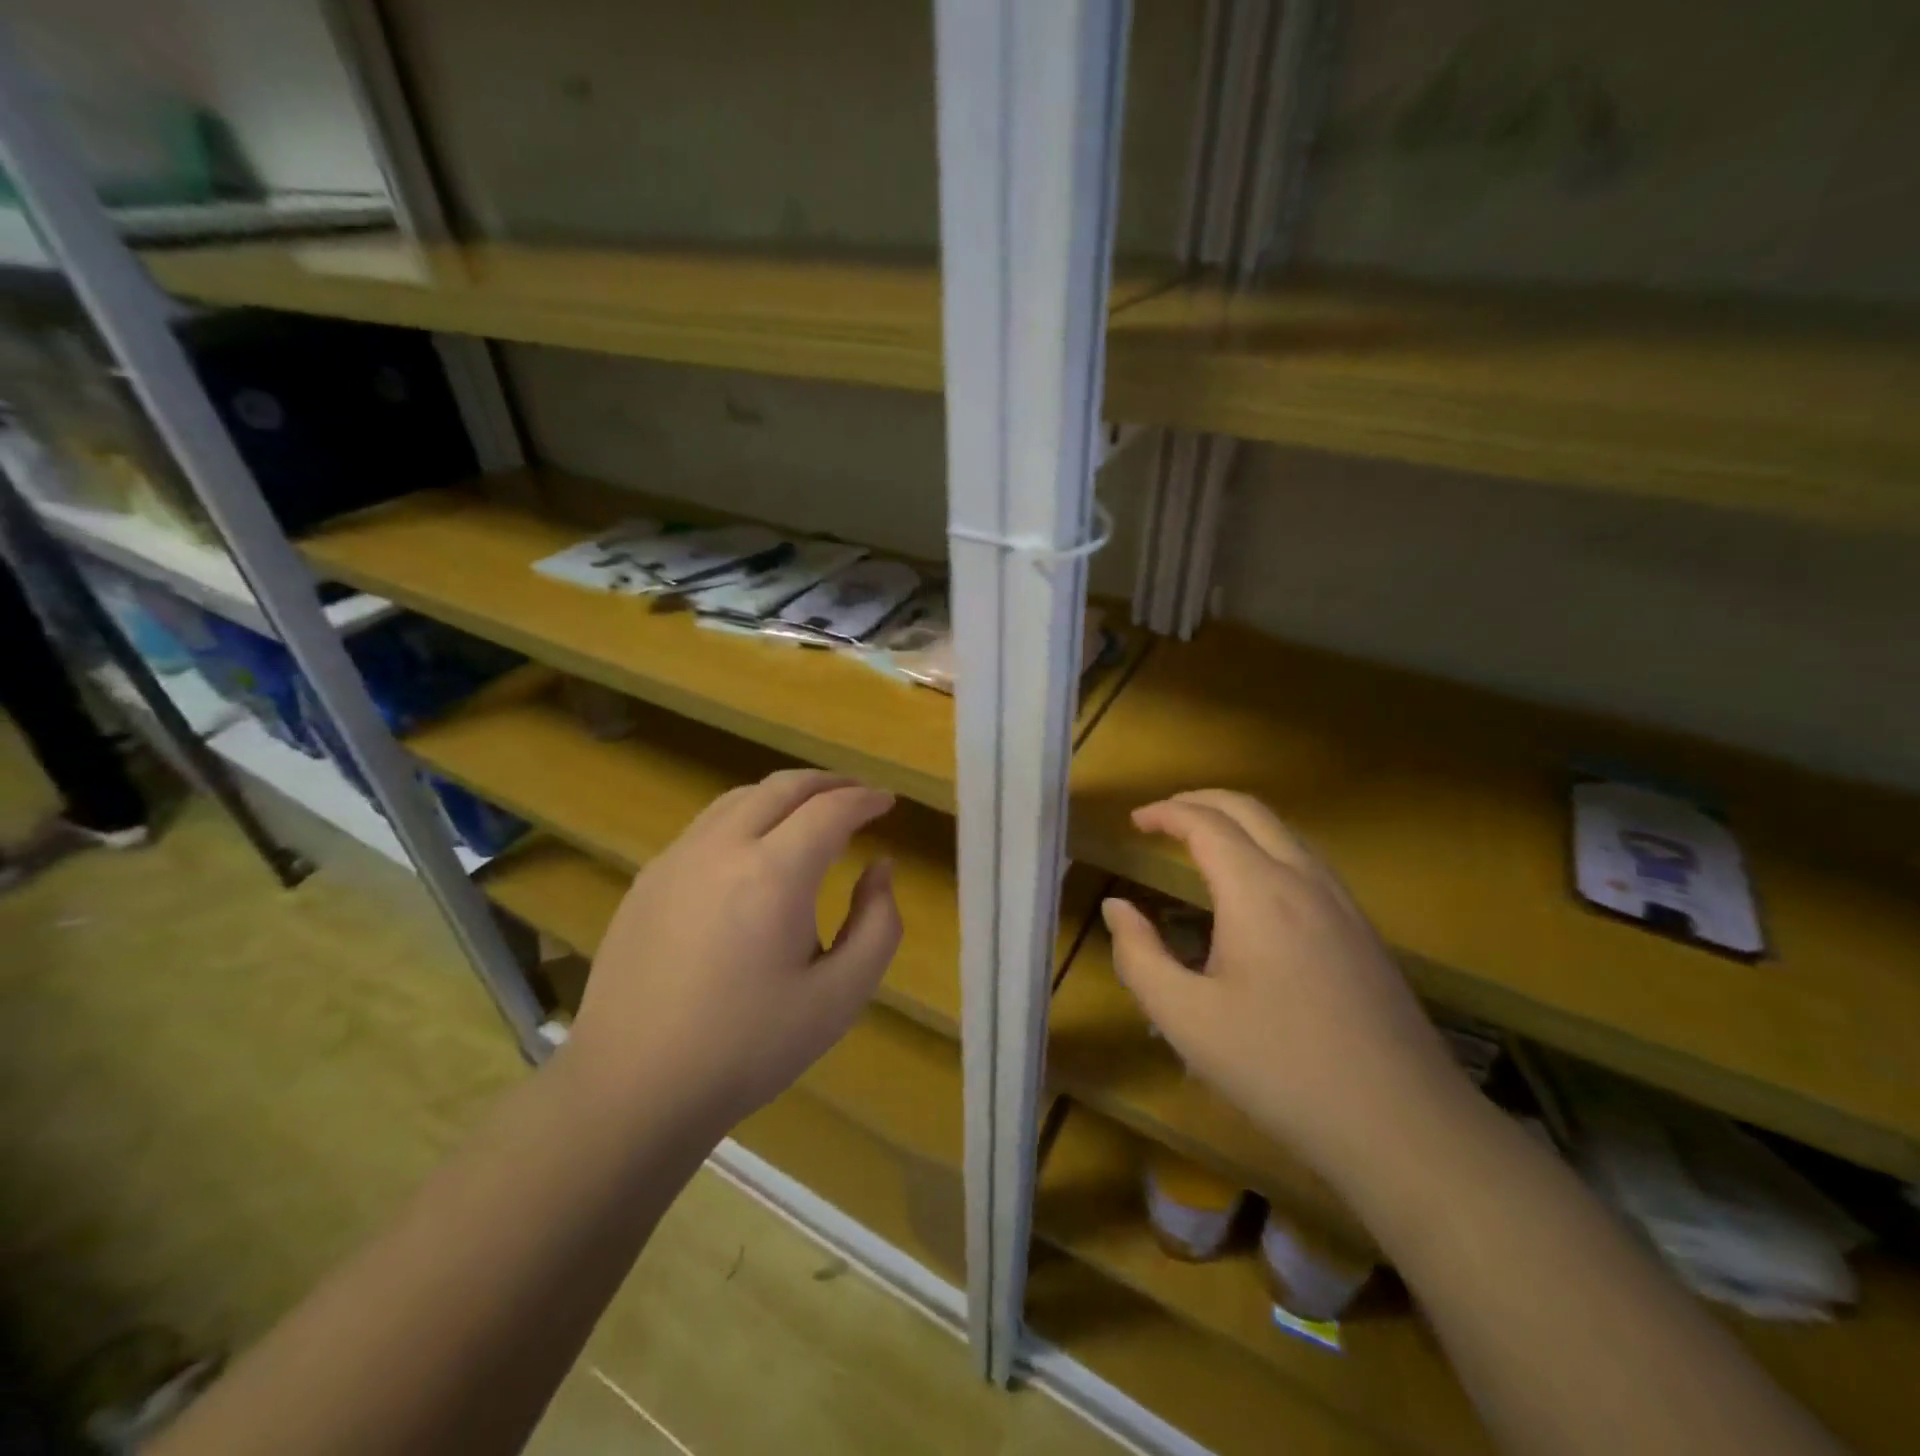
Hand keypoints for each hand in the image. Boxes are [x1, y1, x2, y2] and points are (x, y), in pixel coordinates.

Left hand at [565, 769, 902, 1130]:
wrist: (633, 1087)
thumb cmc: (747, 1048)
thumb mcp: (840, 997)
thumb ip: (878, 925)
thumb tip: (879, 869)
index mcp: (773, 874)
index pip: (831, 810)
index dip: (866, 799)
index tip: (888, 802)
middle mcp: (722, 847)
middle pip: (784, 787)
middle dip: (829, 782)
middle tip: (858, 795)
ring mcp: (677, 858)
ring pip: (741, 797)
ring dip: (785, 794)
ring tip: (812, 812)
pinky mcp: (649, 878)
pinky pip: (708, 824)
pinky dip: (747, 815)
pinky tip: (755, 848)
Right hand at [1102, 790, 1469, 1181]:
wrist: (1402, 1124)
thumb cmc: (1279, 1067)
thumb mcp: (1185, 1019)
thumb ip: (1139, 955)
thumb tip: (1117, 907)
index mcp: (1258, 891)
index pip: (1206, 823)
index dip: (1166, 813)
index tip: (1134, 821)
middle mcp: (1303, 880)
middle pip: (1250, 810)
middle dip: (1200, 800)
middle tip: (1162, 817)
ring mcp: (1342, 903)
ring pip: (1285, 832)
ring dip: (1237, 821)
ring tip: (1201, 842)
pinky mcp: (1363, 931)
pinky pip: (1307, 862)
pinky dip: (1267, 848)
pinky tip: (1255, 889)